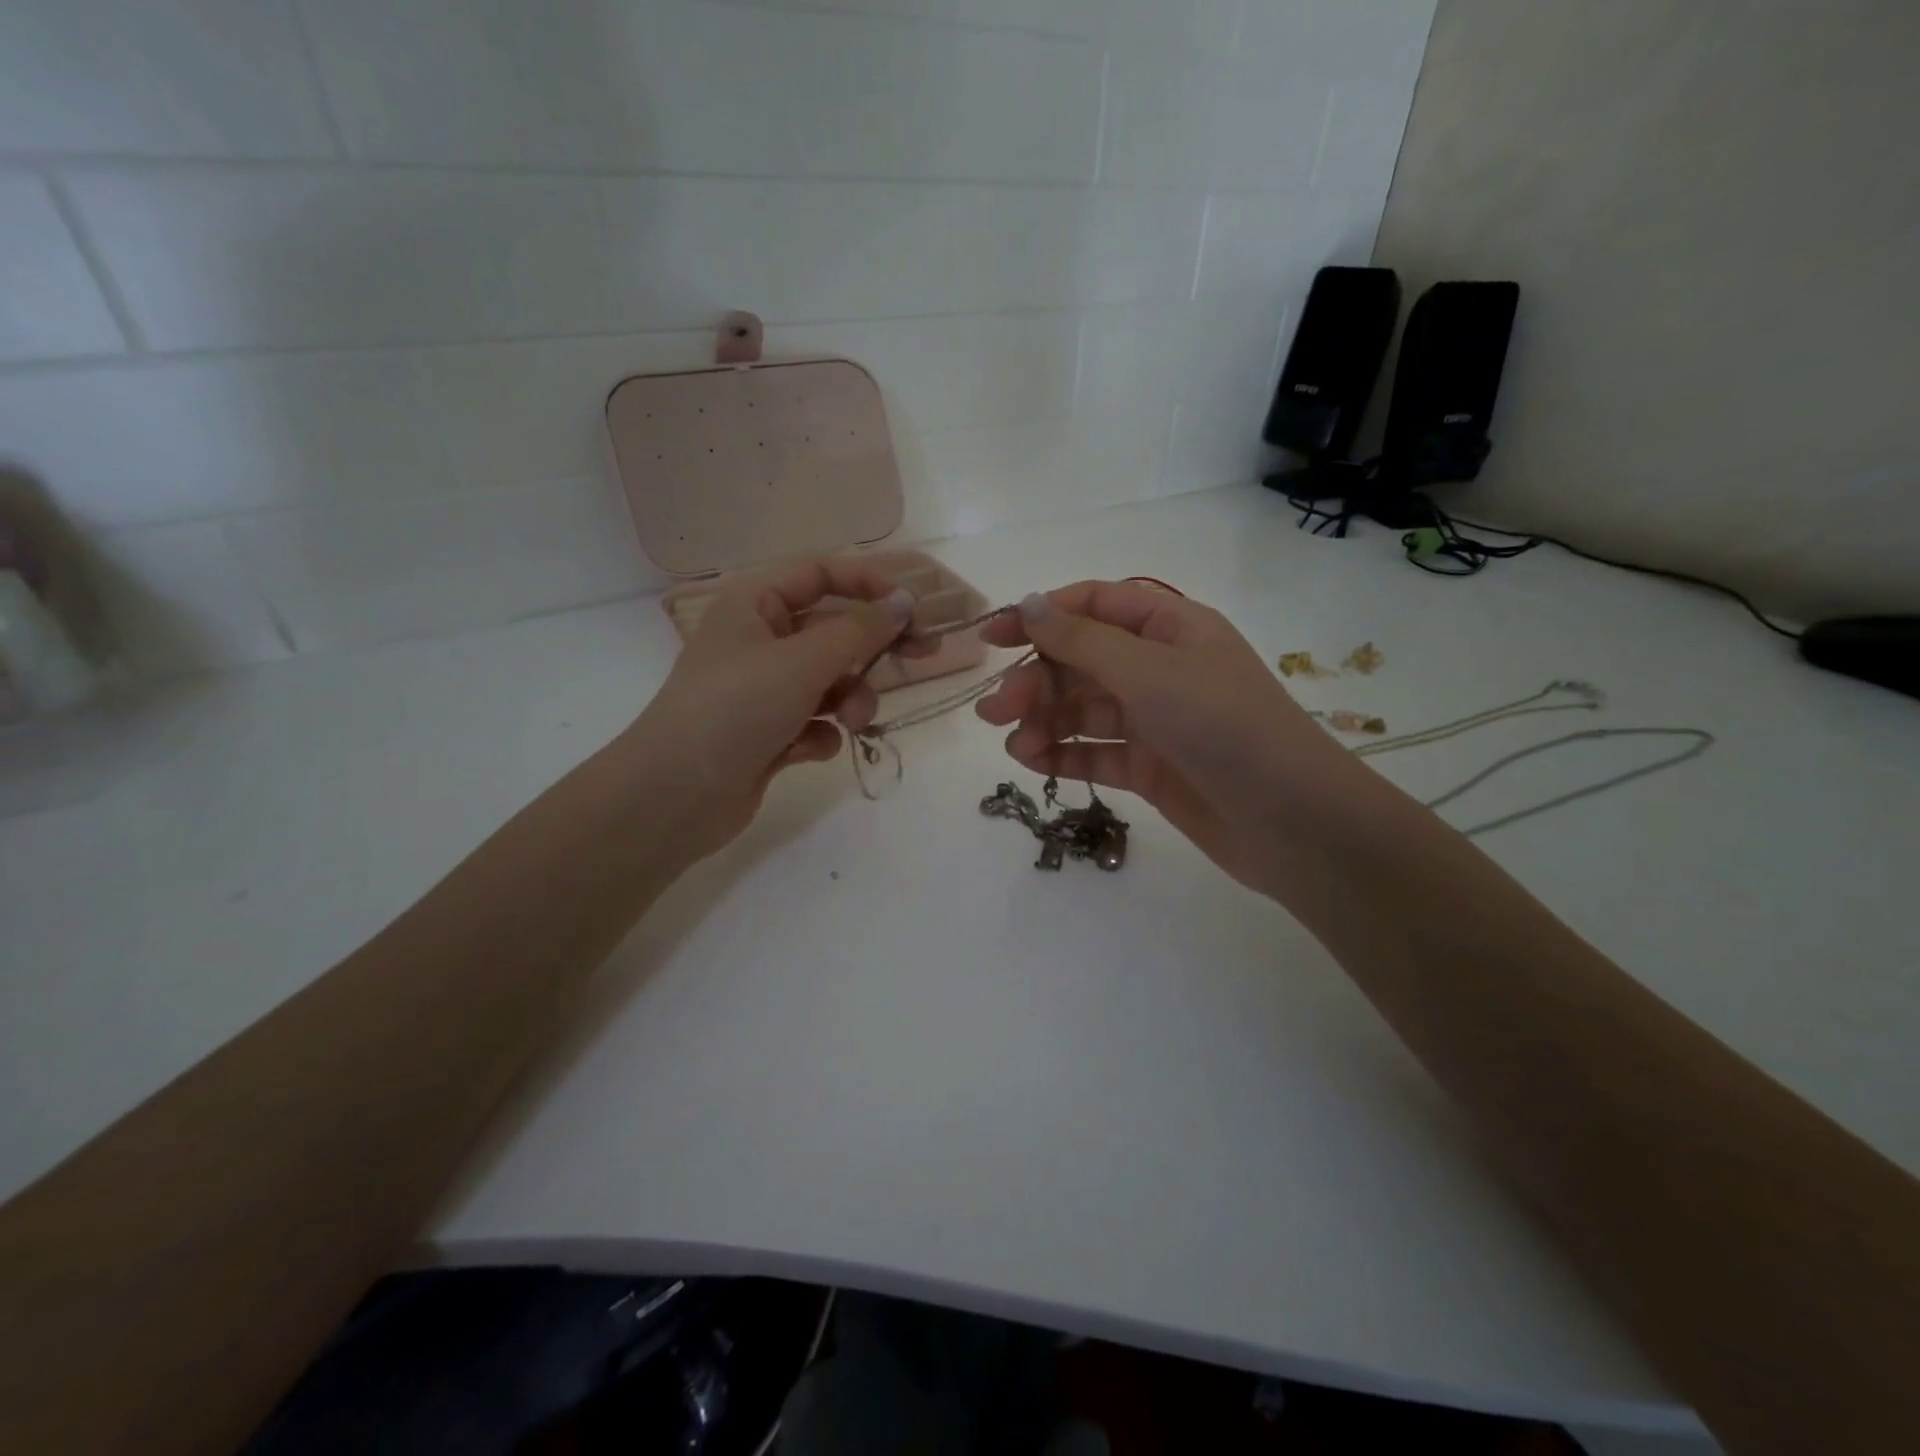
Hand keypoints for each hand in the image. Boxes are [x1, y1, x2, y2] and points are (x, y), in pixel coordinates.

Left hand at [628, 559, 915, 859]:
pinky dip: (820, 734)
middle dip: (872, 650)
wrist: (675, 794)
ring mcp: (763, 691)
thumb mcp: (803, 661)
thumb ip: (860, 630)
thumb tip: (903, 601)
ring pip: (830, 682)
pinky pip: (814, 723)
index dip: (868, 584)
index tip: (911, 608)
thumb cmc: (736, 707)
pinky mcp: (768, 735)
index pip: (821, 575)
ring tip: (850, 723)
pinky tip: (807, 750)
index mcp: (755, 605)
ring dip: (849, 700)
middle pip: (833, 631)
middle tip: (925, 655)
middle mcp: (760, 642)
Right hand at [975, 582, 1357, 894]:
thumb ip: (1083, 641)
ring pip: (1084, 710)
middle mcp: (1160, 668)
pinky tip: (1033, 763)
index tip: (992, 638)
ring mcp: (1155, 720)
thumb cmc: (1223, 727)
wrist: (1292, 822)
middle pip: (1081, 661)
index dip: (1041, 616)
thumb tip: (1030, 603)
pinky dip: (1064, 754)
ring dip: (1044, 721)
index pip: (1093, 606)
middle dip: (1036, 681)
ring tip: (1015, 747)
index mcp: (1170, 627)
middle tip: (995, 710)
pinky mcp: (1150, 767)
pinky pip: (1096, 752)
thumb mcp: (1150, 673)